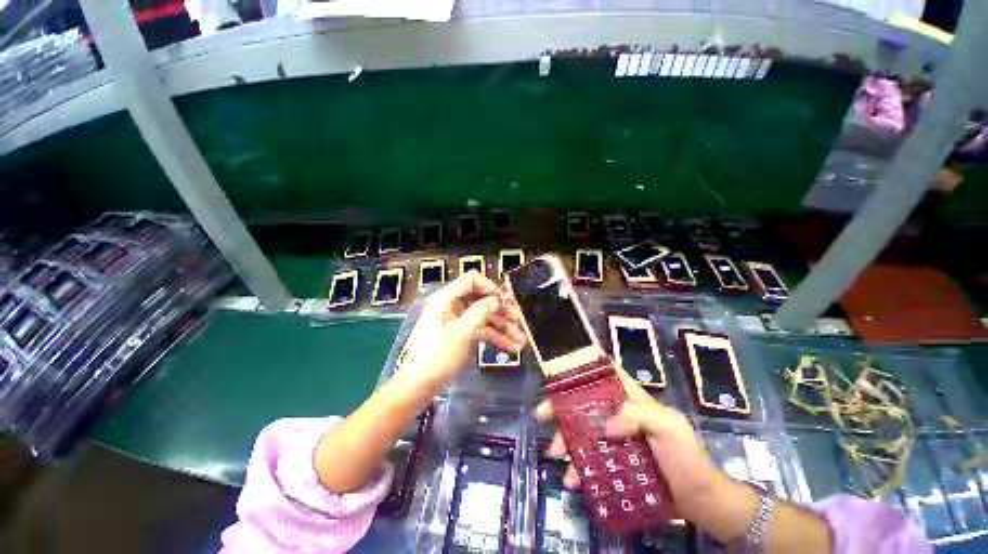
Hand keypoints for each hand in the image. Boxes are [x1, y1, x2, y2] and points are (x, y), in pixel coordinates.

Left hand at [398, 270, 526, 391]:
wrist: (418, 386)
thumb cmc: (437, 357)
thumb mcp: (461, 333)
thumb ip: (480, 312)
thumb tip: (497, 299)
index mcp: (446, 298)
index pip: (471, 280)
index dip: (490, 287)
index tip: (505, 302)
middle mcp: (453, 305)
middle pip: (482, 300)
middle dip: (502, 312)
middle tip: (521, 323)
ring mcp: (458, 320)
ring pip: (484, 317)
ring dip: (503, 328)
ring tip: (522, 341)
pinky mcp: (461, 334)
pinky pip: (481, 330)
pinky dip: (495, 337)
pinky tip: (511, 347)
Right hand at [537, 368, 745, 533]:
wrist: (700, 501)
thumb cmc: (686, 456)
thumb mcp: (669, 427)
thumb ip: (638, 415)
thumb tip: (604, 427)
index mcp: (631, 399)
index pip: (605, 374)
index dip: (584, 368)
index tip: (561, 370)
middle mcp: (618, 414)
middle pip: (584, 402)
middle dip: (561, 407)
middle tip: (542, 415)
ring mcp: (614, 439)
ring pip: (582, 431)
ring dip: (565, 440)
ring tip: (555, 454)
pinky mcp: (613, 462)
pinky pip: (589, 460)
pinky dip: (578, 468)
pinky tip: (572, 479)